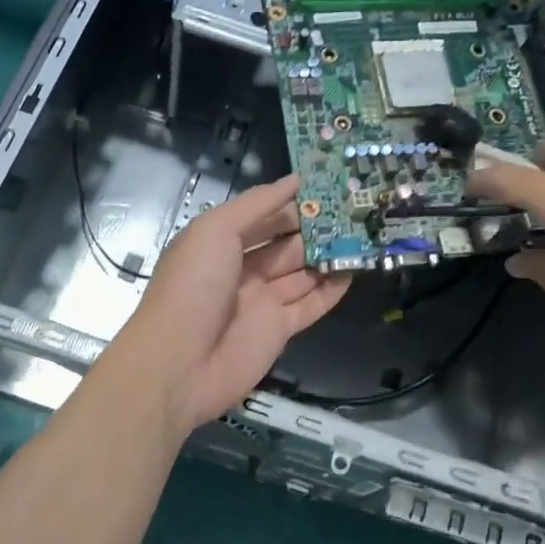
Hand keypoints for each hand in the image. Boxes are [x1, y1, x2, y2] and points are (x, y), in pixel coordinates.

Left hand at [102, 175, 350, 433]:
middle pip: (285, 244)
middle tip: (354, 210)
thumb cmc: (193, 286)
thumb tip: (294, 179)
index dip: (291, 203)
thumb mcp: (216, 231)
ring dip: (329, 256)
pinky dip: (332, 289)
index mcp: (220, 243)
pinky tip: (355, 270)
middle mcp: (241, 269)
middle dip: (316, 229)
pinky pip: (310, 305)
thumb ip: (256, 204)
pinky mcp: (279, 330)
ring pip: (302, 273)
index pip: (262, 217)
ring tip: (365, 235)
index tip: (327, 187)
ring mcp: (261, 301)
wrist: (179, 363)